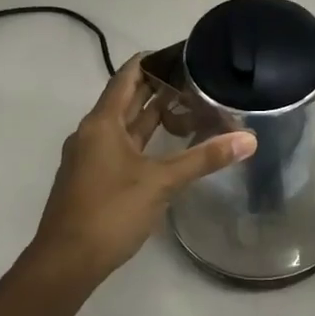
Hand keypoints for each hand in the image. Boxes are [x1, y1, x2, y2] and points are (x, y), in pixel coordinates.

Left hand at [30, 54, 255, 283]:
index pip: (127, 76)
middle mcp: (91, 133)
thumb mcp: (161, 182)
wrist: (65, 262)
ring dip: (150, 115)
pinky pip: (119, 146)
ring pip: (123, 126)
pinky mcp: (91, 178)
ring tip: (185, 105)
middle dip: (156, 87)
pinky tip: (164, 147)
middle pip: (125, 99)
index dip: (151, 61)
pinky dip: (142, 139)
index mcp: (102, 122)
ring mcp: (88, 157)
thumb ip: (204, 158)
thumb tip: (248, 139)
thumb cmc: (110, 211)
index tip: (181, 52)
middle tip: (193, 77)